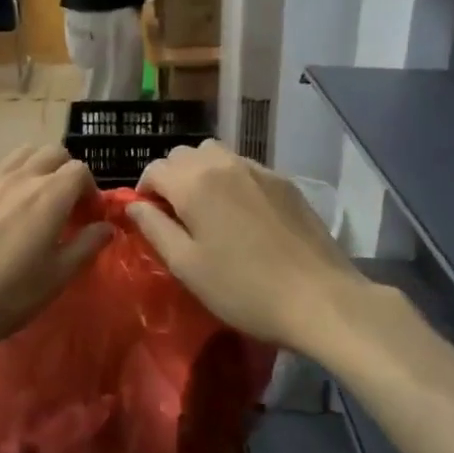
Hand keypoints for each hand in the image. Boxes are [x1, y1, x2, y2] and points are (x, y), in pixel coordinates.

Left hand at [0, 144, 111, 353]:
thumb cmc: (0, 295)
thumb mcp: (53, 280)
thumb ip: (84, 247)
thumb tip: (105, 226)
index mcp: (48, 195)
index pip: (80, 170)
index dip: (90, 191)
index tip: (87, 218)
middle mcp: (19, 176)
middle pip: (52, 153)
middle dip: (65, 173)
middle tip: (64, 208)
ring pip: (20, 155)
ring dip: (35, 170)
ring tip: (31, 205)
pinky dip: (5, 183)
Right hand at [129, 142, 361, 352]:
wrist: (319, 298)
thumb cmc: (242, 289)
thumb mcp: (186, 266)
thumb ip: (154, 228)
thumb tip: (134, 205)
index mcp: (194, 183)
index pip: (155, 168)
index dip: (144, 190)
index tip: (148, 217)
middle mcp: (224, 164)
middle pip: (184, 154)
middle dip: (171, 177)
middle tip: (175, 214)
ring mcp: (259, 170)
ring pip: (215, 154)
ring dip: (200, 172)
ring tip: (206, 209)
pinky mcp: (285, 182)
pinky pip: (244, 167)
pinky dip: (230, 179)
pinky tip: (240, 213)